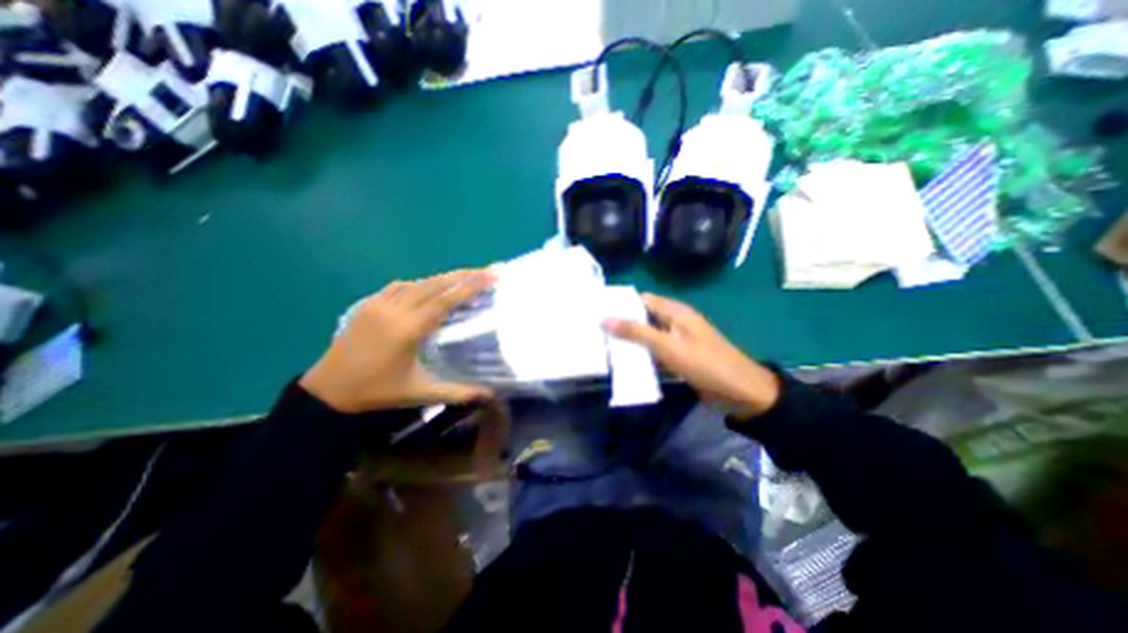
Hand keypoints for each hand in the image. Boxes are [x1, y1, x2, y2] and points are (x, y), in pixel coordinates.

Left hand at [300, 266, 494, 413]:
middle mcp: (395, 309)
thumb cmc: (379, 392)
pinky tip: (428, 288)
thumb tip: (491, 395)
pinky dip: (421, 283)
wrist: (327, 391)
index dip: (472, 285)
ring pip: (419, 282)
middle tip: (487, 269)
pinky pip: (400, 286)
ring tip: (465, 277)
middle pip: (435, 284)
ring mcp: (379, 303)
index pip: (447, 300)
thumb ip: (459, 392)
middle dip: (464, 275)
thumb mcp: (422, 393)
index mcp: (410, 329)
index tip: (492, 273)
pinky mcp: (368, 303)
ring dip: (444, 278)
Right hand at [603, 291, 782, 419]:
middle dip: (621, 323)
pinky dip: (641, 355)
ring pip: (647, 336)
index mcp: (675, 312)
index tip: (597, 311)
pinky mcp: (678, 357)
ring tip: (602, 345)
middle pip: (643, 318)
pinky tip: (623, 361)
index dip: (621, 303)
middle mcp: (675, 322)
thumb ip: (636, 332)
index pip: (642, 300)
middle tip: (595, 330)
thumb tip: (605, 318)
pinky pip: (654, 352)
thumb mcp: (668, 346)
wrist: (740, 393)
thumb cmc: (705, 364)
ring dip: (630, 341)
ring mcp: (676, 341)